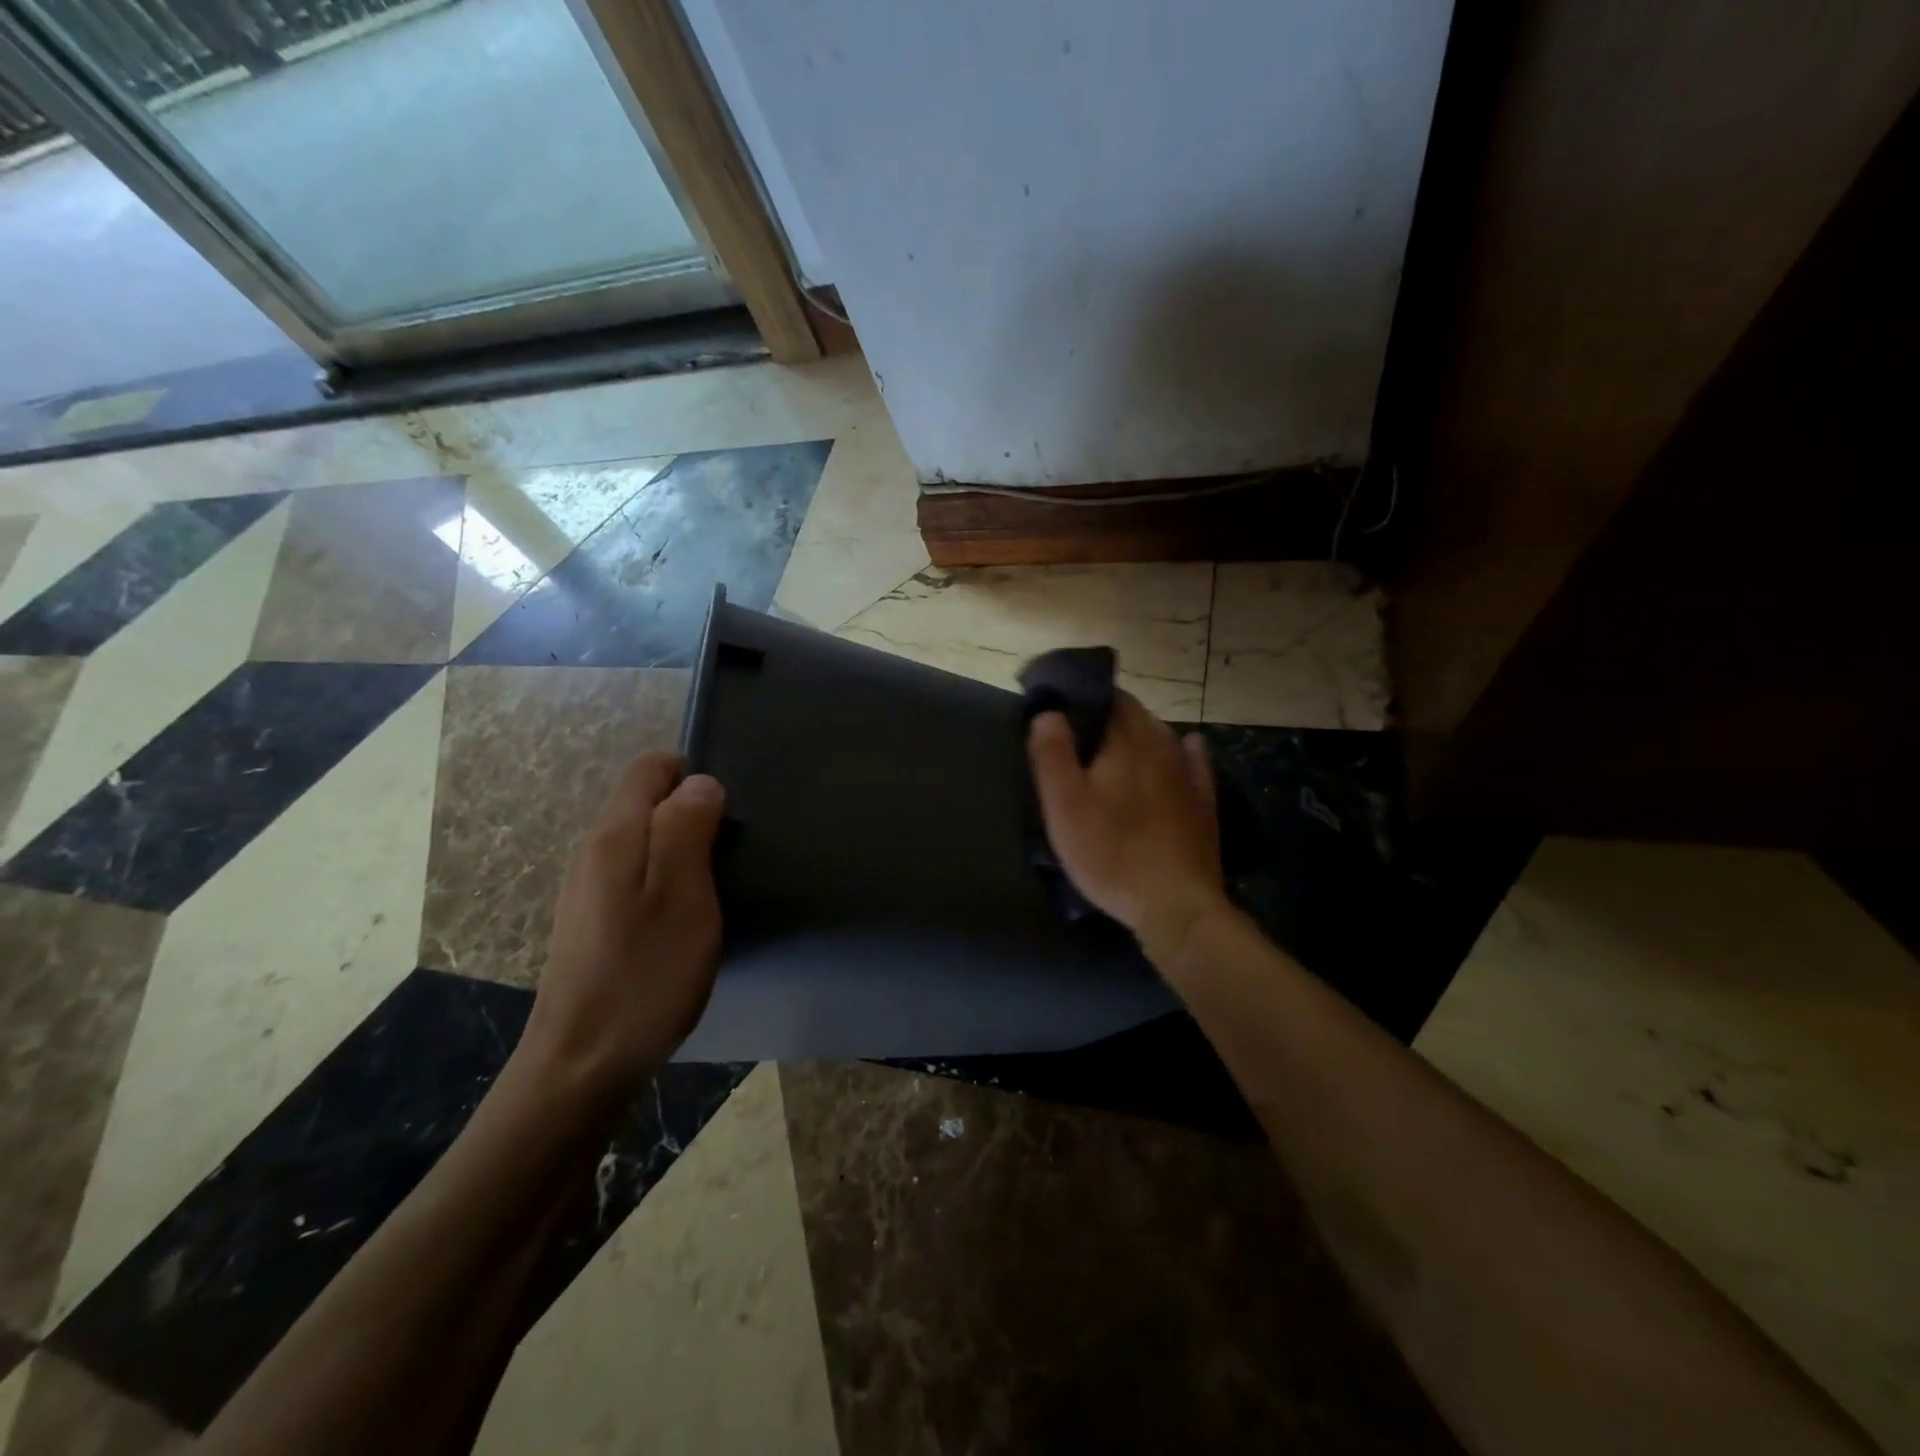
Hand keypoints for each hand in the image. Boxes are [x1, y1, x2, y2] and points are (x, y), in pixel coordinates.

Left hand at [518, 751, 726, 1107]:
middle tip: (731, 855)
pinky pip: (638, 874)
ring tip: (717, 886)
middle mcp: (594, 850)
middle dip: (693, 813)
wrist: (584, 1064)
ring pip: (645, 840)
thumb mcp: (682, 894)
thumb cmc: (645, 973)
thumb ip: (687, 827)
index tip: (728, 813)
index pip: (651, 767)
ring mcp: (589, 887)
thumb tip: (700, 782)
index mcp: (615, 834)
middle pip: (648, 801)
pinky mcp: (594, 920)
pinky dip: (669, 879)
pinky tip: (686, 918)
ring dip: (684, 849)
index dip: (694, 775)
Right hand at [1027, 693, 1229, 956]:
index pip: (1109, 697)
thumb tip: (1050, 712)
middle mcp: (1163, 745)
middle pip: (1136, 715)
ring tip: (1113, 748)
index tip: (1061, 707)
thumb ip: (1052, 752)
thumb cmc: (1110, 852)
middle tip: (1078, 734)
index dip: (1084, 696)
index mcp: (1127, 740)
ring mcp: (1188, 774)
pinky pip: (1193, 762)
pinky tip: (1184, 749)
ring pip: (1162, 736)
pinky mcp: (1203, 802)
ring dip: (1138, 734)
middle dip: (1108, 715)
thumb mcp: (1064, 805)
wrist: (1175, 905)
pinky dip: (1182, 751)